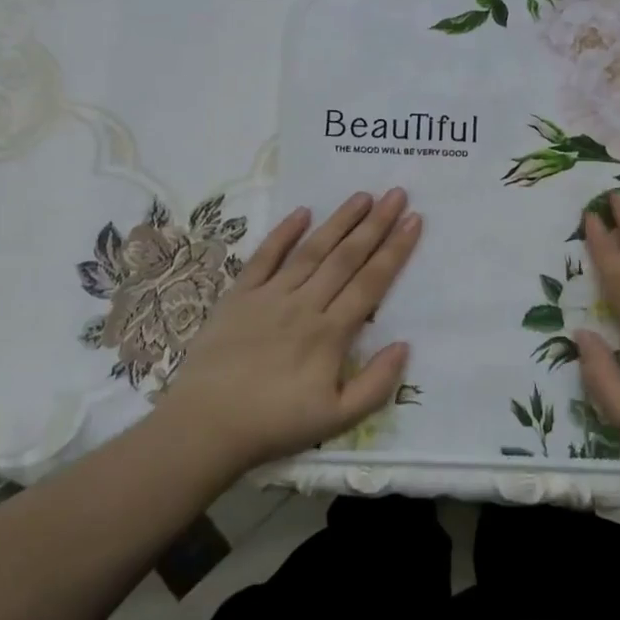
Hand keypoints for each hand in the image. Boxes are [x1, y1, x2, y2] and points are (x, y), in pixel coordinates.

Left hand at [162, 189, 421, 471]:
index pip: (371, 282)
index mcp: (330, 333)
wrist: (206, 426)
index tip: (414, 220)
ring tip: (362, 195)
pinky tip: (302, 211)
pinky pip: (264, 256)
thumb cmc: (275, 424)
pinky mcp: (239, 295)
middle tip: (396, 193)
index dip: (395, 250)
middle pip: (346, 257)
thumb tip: (404, 345)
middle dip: (375, 224)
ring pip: (312, 250)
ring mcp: (270, 295)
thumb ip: (376, 384)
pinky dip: (283, 233)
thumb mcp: (337, 419)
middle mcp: (304, 304)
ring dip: (339, 221)